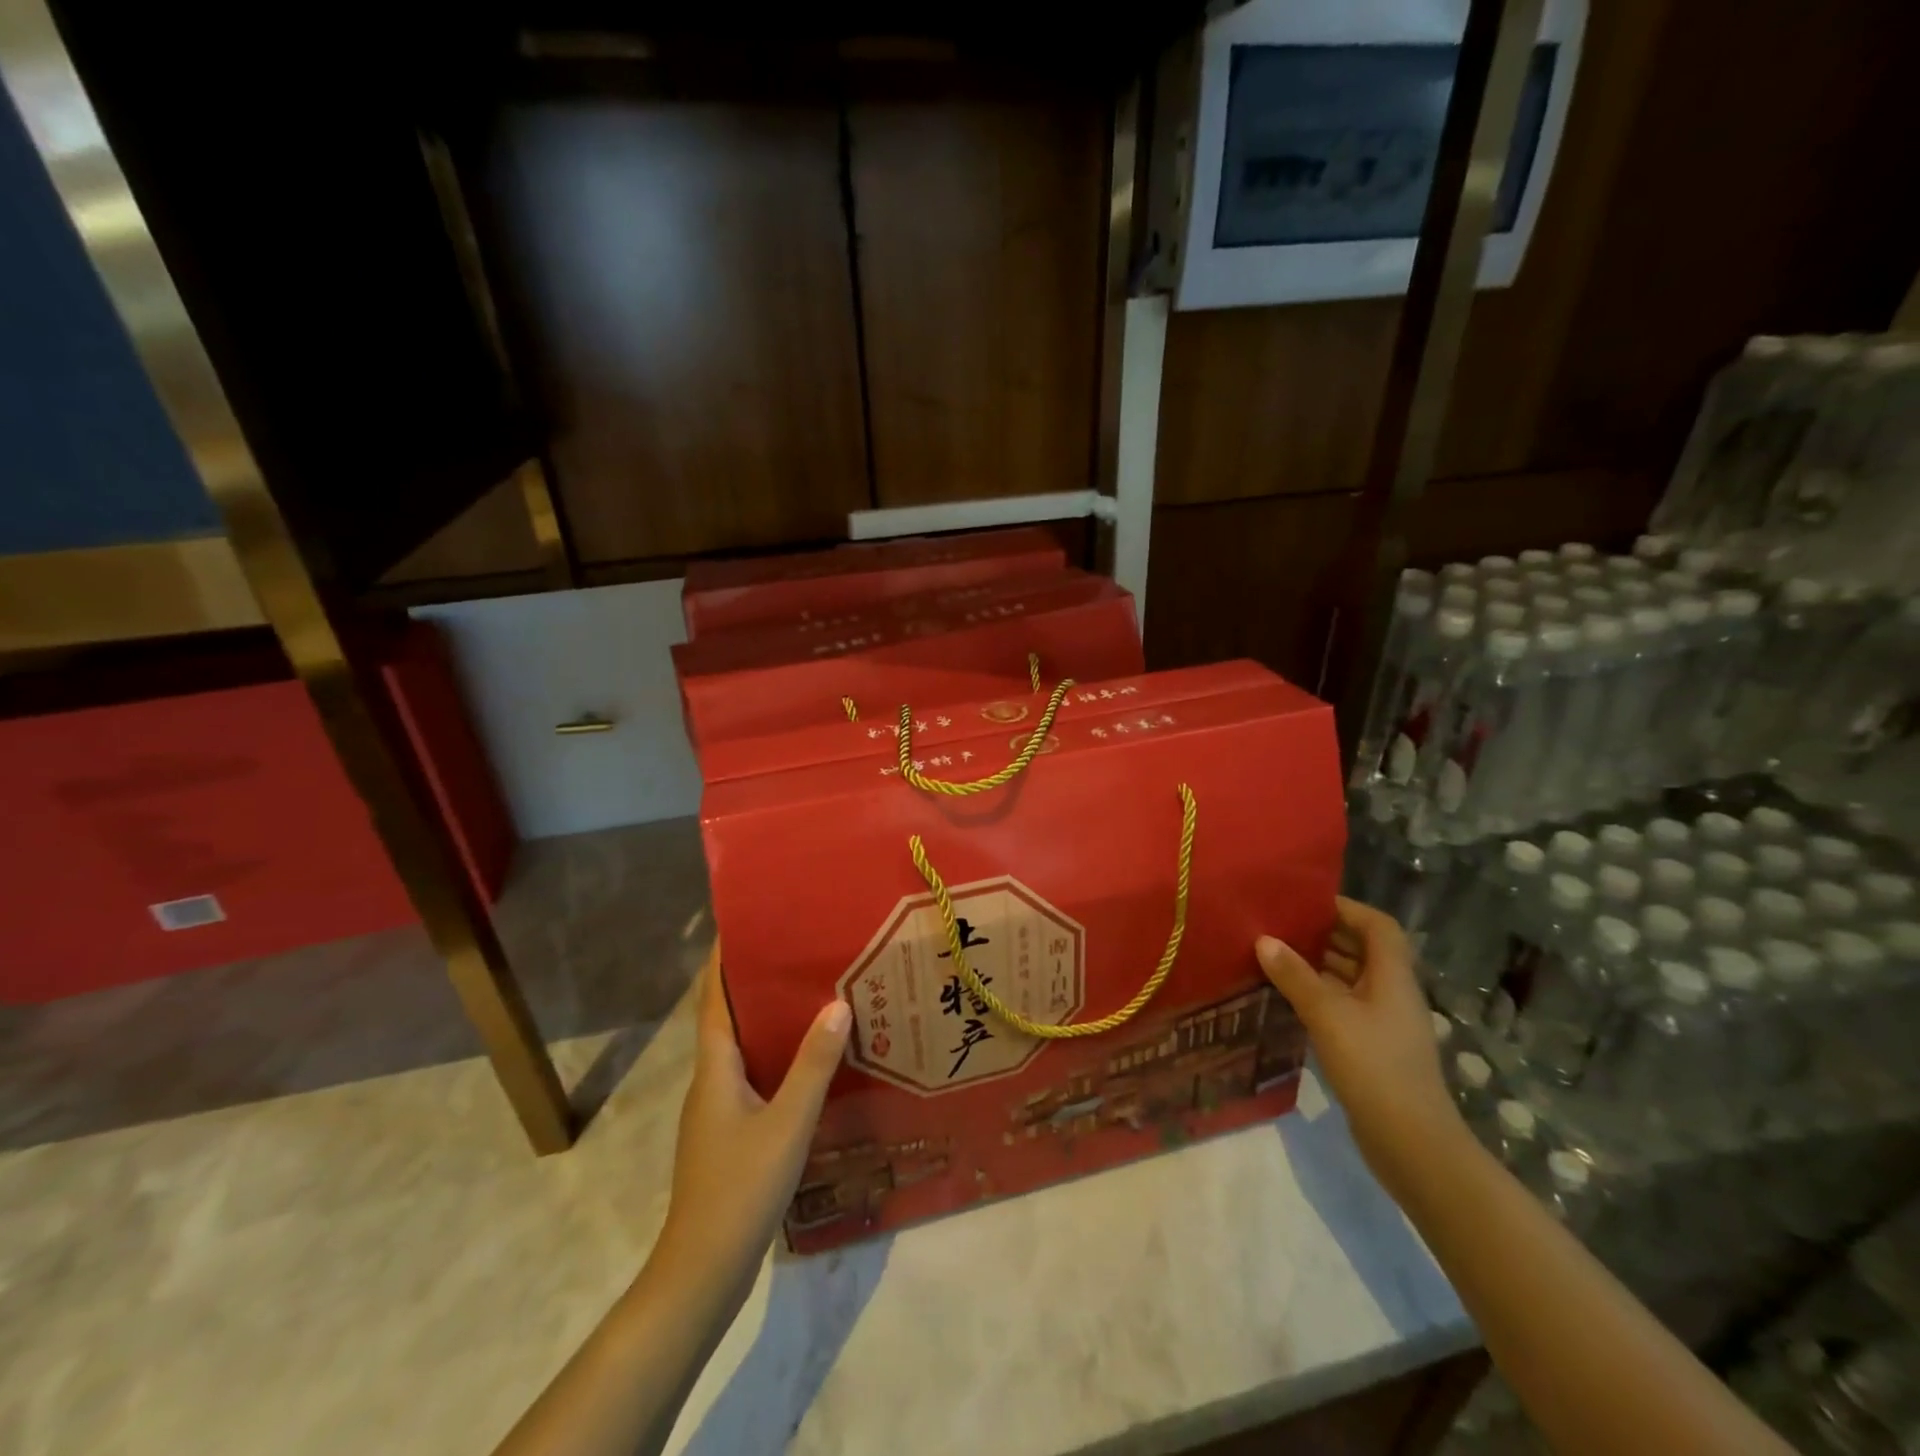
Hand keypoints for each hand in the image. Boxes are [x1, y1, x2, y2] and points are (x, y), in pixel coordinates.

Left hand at [656, 943, 850, 1284]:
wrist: (703, 1271)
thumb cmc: (740, 1188)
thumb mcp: (786, 1123)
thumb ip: (813, 1065)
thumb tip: (837, 1004)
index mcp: (715, 1068)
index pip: (714, 999)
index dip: (723, 960)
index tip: (744, 923)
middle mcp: (711, 1080)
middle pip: (728, 1018)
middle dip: (753, 982)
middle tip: (796, 952)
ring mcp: (718, 1110)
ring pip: (743, 1048)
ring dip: (768, 1019)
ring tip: (810, 995)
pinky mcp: (730, 1134)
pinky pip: (754, 1076)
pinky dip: (776, 1056)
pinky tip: (809, 1061)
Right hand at [1255, 897, 1461, 1187]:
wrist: (1411, 1144)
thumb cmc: (1373, 1066)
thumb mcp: (1328, 1014)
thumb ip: (1295, 976)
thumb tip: (1264, 940)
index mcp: (1392, 977)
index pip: (1378, 926)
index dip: (1346, 908)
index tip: (1304, 903)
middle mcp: (1392, 993)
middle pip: (1362, 950)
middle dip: (1323, 934)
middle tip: (1278, 926)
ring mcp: (1383, 1023)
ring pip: (1350, 979)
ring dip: (1317, 965)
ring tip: (1273, 956)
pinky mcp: (1372, 1048)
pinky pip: (1343, 1007)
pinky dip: (1317, 996)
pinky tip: (1286, 998)